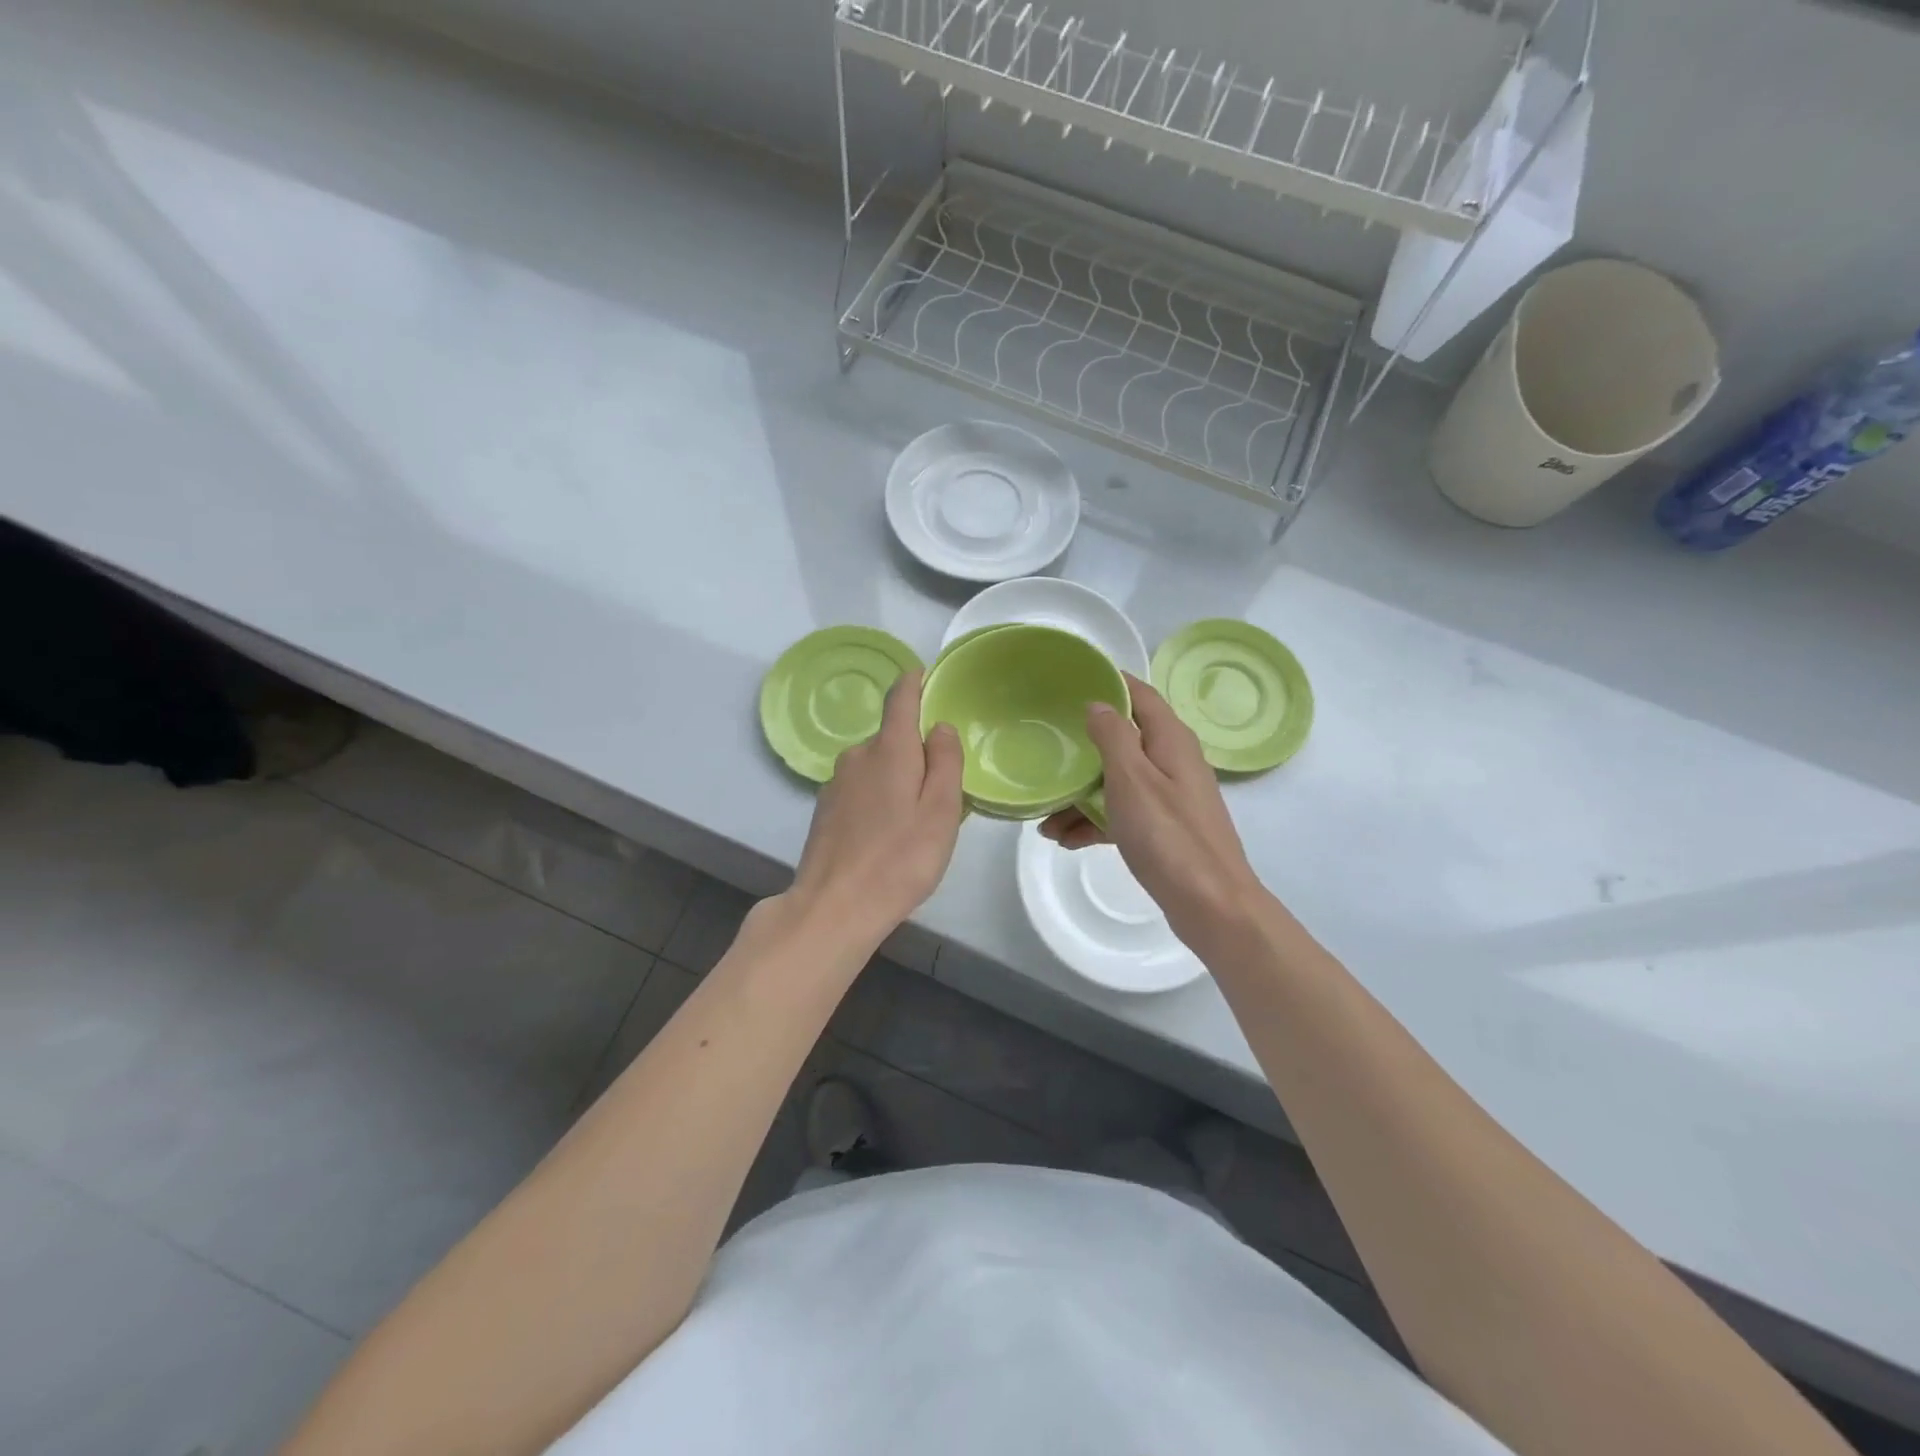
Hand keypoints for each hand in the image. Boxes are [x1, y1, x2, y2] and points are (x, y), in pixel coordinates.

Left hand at [787, 669, 963, 944]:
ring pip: (876, 766)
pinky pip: (861, 789)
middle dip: (916, 753)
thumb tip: (939, 726)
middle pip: (892, 738)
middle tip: (940, 795)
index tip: (927, 679)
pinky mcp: (824, 809)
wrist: (835, 907)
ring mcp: (836, 782)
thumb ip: (945, 761)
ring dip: (897, 780)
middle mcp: (857, 755)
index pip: (900, 697)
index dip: (915, 683)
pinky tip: (885, 837)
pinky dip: (878, 800)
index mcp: (889, 748)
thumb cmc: (900, 858)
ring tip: (914, 824)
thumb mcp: (941, 810)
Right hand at [1041, 675, 1266, 951]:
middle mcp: (1173, 762)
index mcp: (1171, 740)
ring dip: (1082, 794)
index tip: (1068, 681)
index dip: (1108, 683)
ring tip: (1044, 817)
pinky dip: (1095, 821)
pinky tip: (1065, 839)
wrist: (1211, 905)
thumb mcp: (1132, 779)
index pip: (1139, 695)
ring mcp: (1169, 797)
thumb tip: (1099, 704)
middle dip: (1083, 748)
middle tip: (1046, 749)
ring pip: (1117, 781)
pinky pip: (1122, 813)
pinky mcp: (1163, 829)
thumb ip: (1113, 737)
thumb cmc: (1169, 836)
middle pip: (1123, 740)